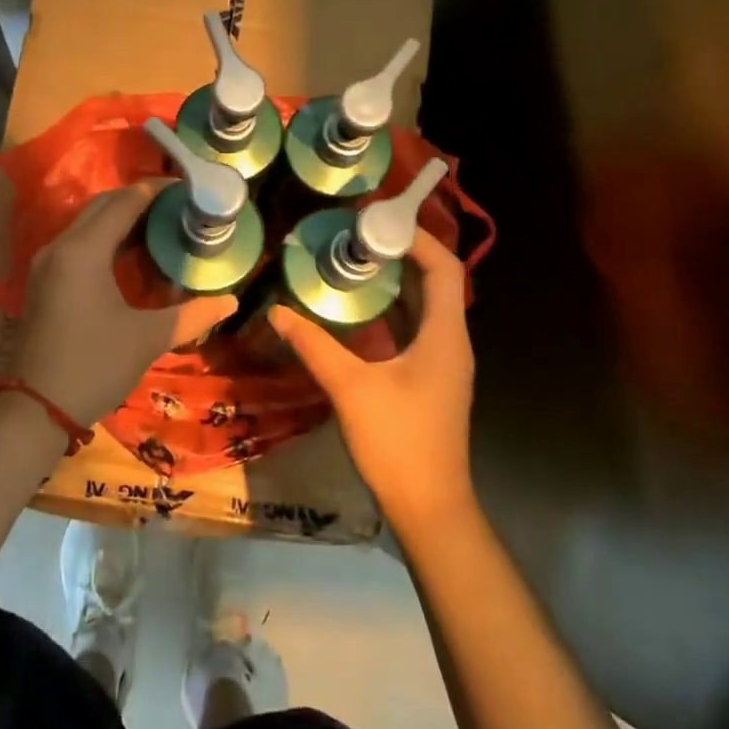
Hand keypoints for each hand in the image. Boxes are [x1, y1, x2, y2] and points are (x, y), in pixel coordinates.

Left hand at [8, 183, 237, 426]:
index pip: (124, 202)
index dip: (156, 190)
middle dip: (139, 200)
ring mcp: (46, 263)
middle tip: (178, 206)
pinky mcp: (43, 280)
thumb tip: (231, 301)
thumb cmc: (94, 367)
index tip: (188, 188)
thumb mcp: (147, 339)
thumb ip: (192, 315)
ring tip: (161, 225)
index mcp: (84, 251)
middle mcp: (60, 246)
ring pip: (87, 223)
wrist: (35, 408)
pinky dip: (104, 237)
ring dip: (121, 218)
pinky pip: (77, 242)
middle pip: (102, 206)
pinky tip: (130, 254)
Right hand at [268, 228, 476, 523]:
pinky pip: (414, 329)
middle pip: (435, 282)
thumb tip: (277, 312)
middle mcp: (450, 342)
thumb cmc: (398, 442)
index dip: (417, 238)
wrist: (429, 507)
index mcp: (444, 336)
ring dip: (395, 281)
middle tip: (357, 234)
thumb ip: (313, 345)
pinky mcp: (429, 379)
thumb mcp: (350, 388)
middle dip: (401, 253)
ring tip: (353, 260)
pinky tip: (358, 309)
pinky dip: (391, 310)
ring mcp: (442, 363)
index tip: (378, 221)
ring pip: (424, 307)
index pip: (444, 268)